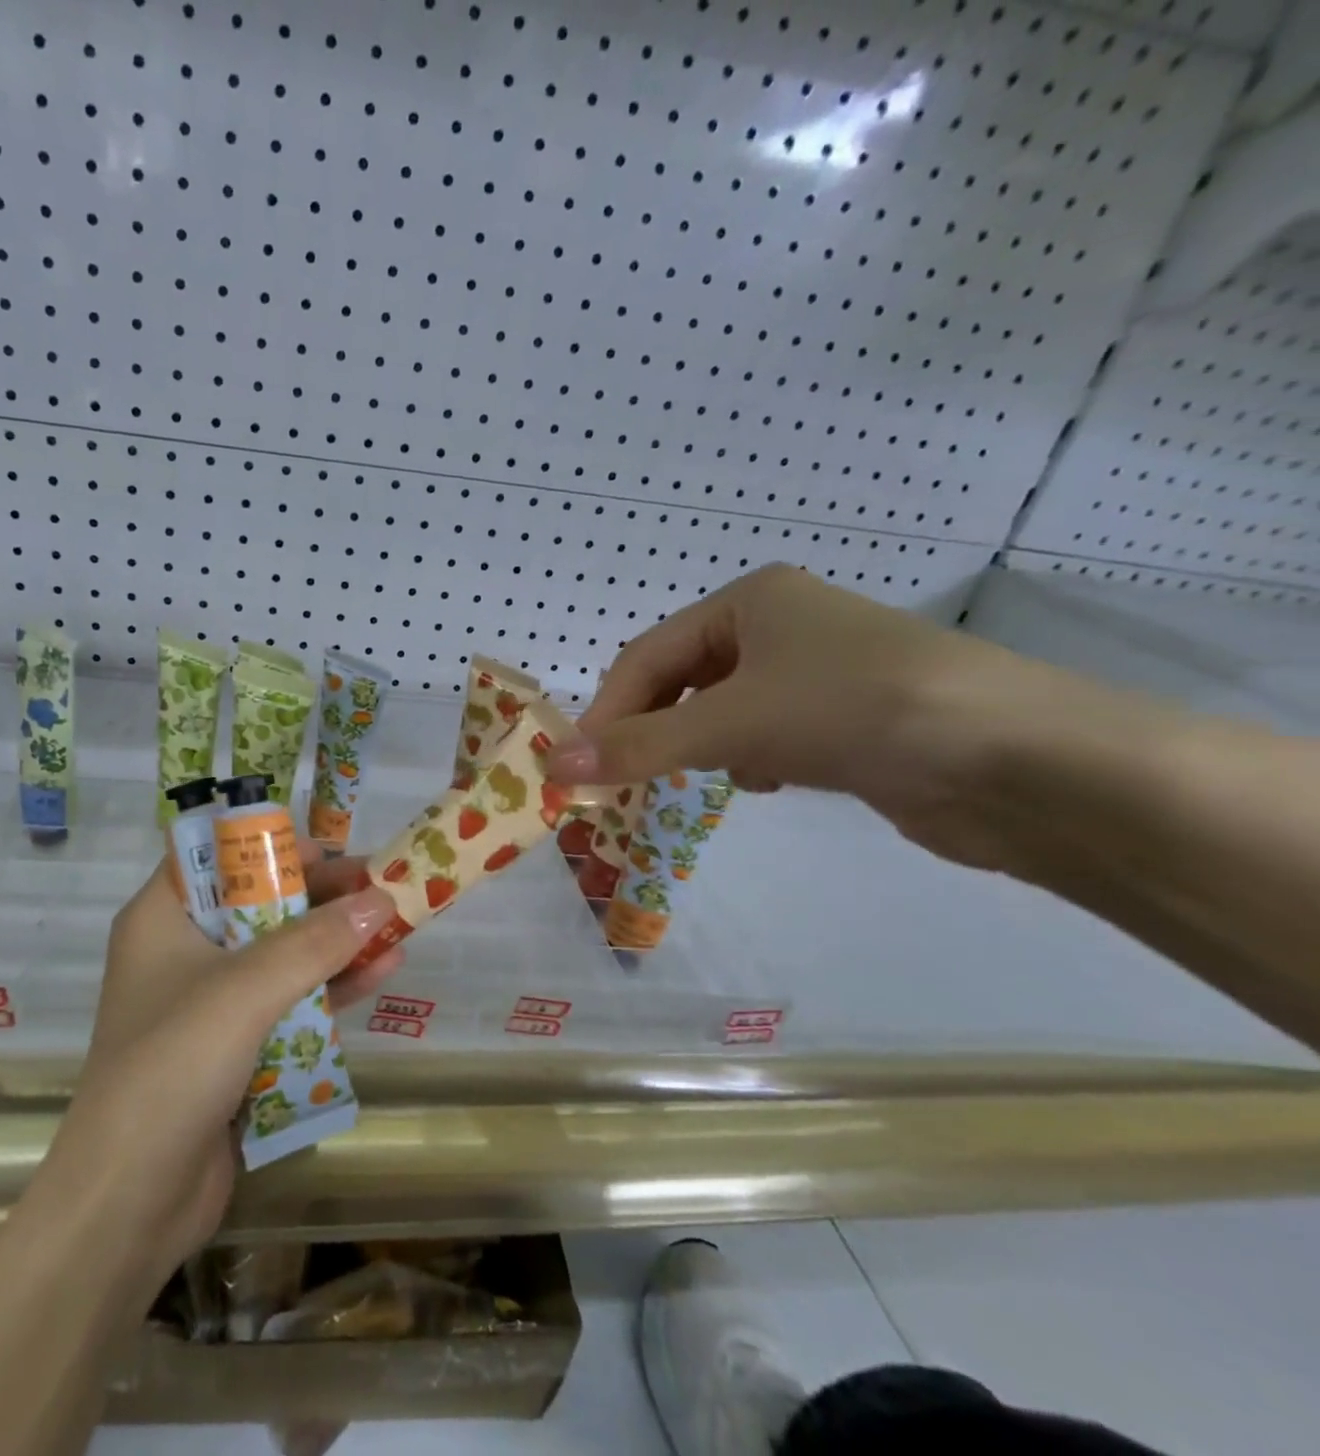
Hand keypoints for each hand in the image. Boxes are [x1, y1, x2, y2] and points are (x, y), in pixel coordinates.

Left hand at [37, 851, 402, 1294]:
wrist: (130, 1201)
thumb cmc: (173, 1065)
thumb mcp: (246, 990)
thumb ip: (315, 942)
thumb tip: (380, 899)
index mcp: (163, 918)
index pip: (216, 856)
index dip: (272, 845)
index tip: (329, 846)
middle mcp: (183, 951)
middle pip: (259, 904)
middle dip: (319, 895)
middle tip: (378, 883)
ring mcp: (210, 1003)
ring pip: (281, 954)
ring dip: (335, 941)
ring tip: (396, 923)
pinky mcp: (235, 1048)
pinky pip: (289, 1002)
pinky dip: (332, 988)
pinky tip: (382, 973)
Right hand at [546, 564, 1047, 866]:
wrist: (1019, 761)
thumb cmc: (855, 709)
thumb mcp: (732, 722)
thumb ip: (639, 746)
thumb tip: (554, 766)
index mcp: (750, 600)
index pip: (647, 655)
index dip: (607, 709)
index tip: (579, 765)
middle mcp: (780, 626)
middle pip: (681, 680)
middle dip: (652, 729)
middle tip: (626, 777)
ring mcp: (816, 674)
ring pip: (720, 711)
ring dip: (700, 746)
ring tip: (703, 775)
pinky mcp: (845, 721)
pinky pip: (765, 735)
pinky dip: (749, 759)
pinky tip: (766, 781)